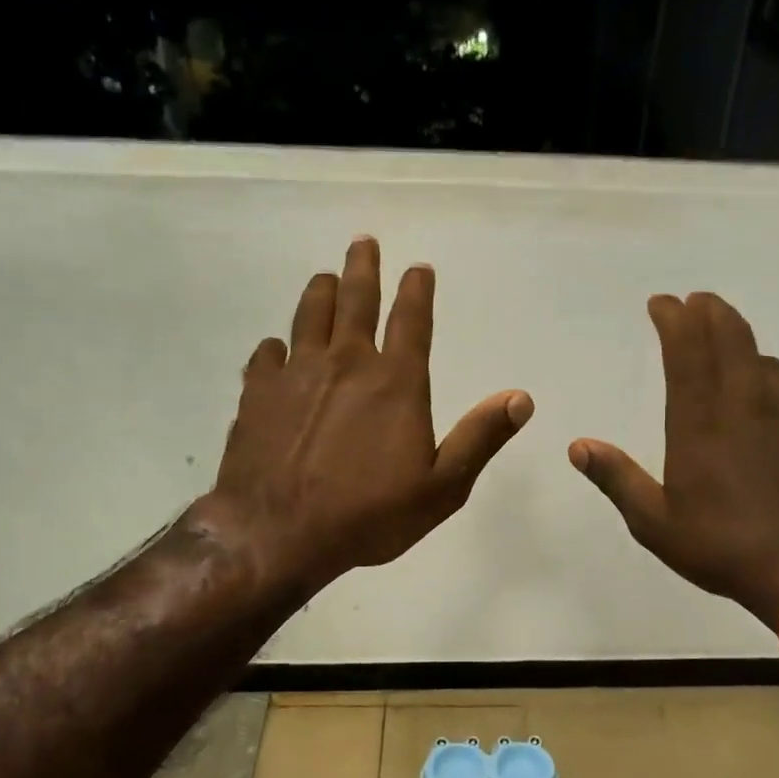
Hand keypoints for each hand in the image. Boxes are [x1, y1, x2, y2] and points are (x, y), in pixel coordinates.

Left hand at [185, 237, 532, 596]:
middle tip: (363, 243)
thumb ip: (480, 438)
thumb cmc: (370, 515)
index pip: (412, 321)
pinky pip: (266, 356)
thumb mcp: (442, 487)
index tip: (419, 268)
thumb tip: (521, 398)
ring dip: (319, 292)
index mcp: (395, 383)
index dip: (417, 290)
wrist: (280, 533)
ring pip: (308, 316)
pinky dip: (275, 348)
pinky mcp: (257, 394)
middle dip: (362, 268)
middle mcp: (346, 364)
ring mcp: (295, 374)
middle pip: (355, 301)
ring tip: (324, 278)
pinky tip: (276, 349)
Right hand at [569, 292, 778, 628]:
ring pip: (769, 364)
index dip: (674, 318)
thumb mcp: (656, 523)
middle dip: (711, 312)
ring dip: (746, 348)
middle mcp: (749, 404)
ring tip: (733, 351)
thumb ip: (618, 480)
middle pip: (732, 338)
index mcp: (702, 421)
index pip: (686, 349)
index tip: (663, 302)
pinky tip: (778, 412)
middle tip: (699, 302)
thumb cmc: (726, 547)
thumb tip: (578, 447)